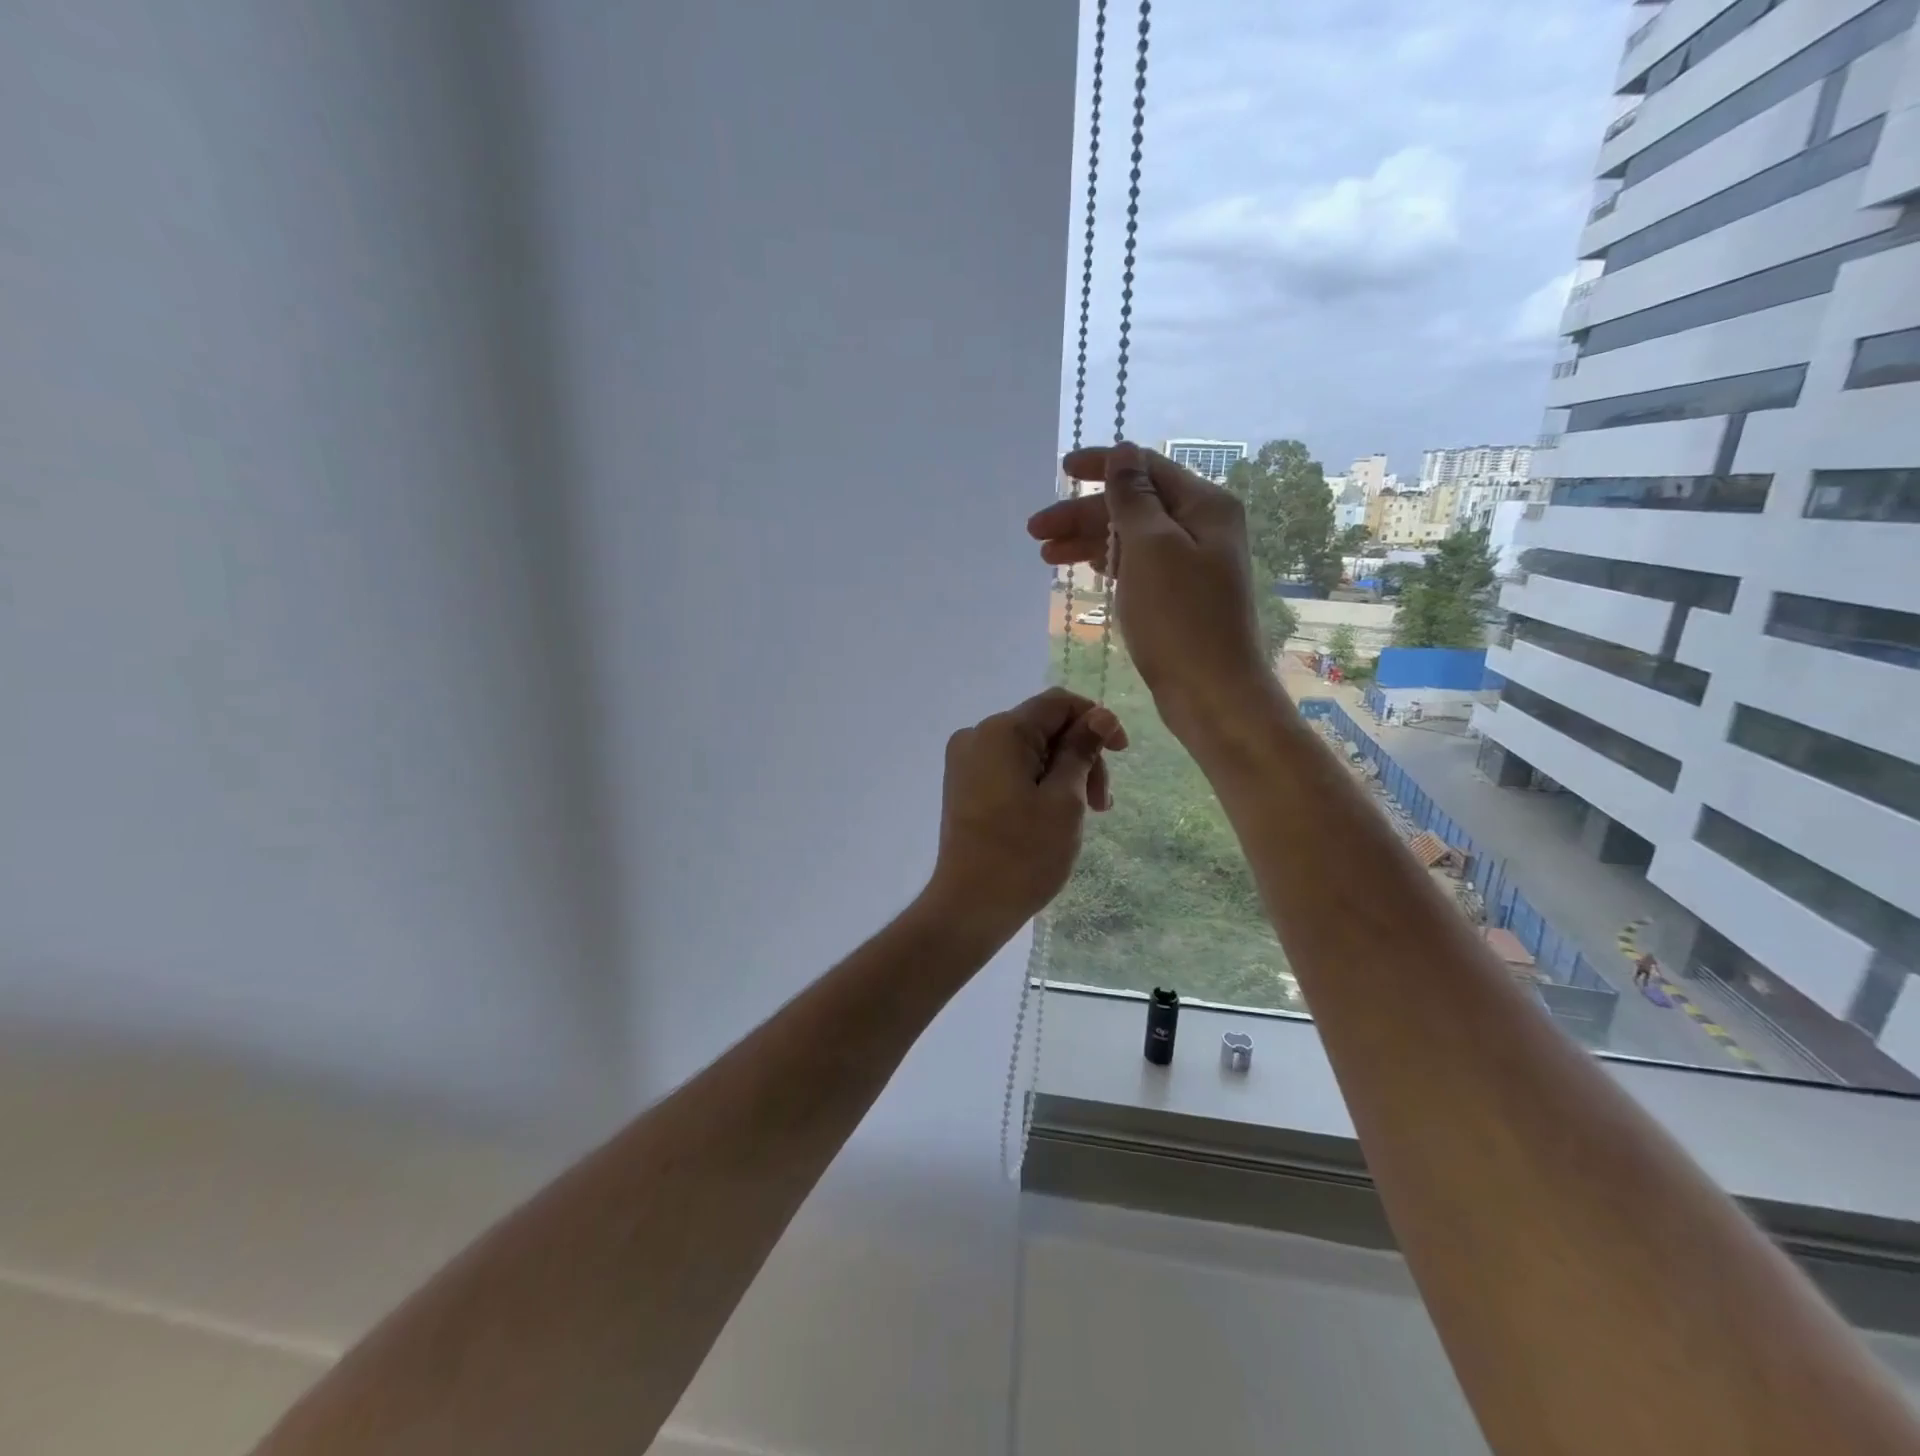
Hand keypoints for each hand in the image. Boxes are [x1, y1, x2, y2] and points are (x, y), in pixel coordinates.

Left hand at [925, 687, 1126, 934]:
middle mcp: (977, 735)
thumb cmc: (1024, 853)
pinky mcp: (963, 785)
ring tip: (1084, 815)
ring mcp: (965, 761)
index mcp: (1001, 731)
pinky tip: (1054, 814)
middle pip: (1044, 727)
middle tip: (1101, 804)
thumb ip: (1082, 750)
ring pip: (1029, 749)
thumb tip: (1101, 715)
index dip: (1096, 720)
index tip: (1122, 754)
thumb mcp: (1064, 799)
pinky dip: (1038, 782)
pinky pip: (1010, 767)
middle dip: (1080, 756)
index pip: (1058, 703)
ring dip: (1063, 773)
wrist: (970, 905)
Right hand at [1028, 441, 1275, 738]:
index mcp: (1204, 505)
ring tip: (1046, 556)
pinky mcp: (1178, 596)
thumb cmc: (1179, 617)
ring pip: (1130, 539)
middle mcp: (1201, 527)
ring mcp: (1191, 564)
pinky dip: (1107, 565)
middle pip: (1133, 506)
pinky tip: (1082, 570)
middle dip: (1083, 514)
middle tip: (1035, 532)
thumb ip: (1133, 496)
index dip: (1101, 465)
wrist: (1212, 692)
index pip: (1145, 468)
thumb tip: (1123, 452)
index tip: (1060, 472)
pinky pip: (1136, 567)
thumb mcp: (1151, 547)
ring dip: (1088, 542)